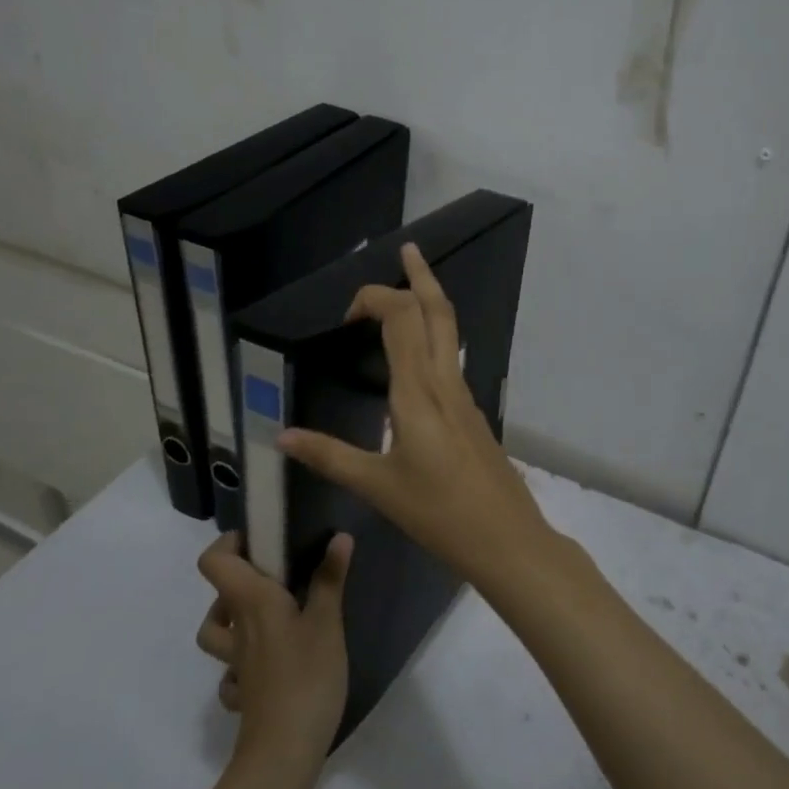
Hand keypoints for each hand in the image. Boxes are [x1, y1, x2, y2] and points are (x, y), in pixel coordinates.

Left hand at [195, 531, 352, 773]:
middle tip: (280, 576)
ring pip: (218, 634)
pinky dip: (243, 663)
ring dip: (235, 619)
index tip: (259, 540)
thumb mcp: (327, 622)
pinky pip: (233, 671)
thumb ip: (330, 579)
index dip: (228, 544)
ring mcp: (237, 665)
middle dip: (242, 579)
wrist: (282, 753)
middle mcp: (237, 629)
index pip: (215, 562)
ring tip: (271, 614)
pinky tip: (271, 664)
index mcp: (252, 602)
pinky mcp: (245, 694)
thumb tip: (339, 536)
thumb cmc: (306, 676)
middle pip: (219, 594)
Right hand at [277, 242, 552, 587]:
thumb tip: (281, 436)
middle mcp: (445, 382)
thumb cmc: (438, 513)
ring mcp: (464, 395)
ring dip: (431, 301)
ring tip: (411, 285)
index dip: (376, 298)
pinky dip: (435, 335)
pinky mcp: (472, 412)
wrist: (506, 539)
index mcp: (418, 392)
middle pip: (438, 311)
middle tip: (406, 249)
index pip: (402, 318)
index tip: (346, 312)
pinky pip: (452, 357)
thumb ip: (330, 457)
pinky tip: (420, 353)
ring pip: (451, 331)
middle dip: (421, 275)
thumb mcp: (377, 486)